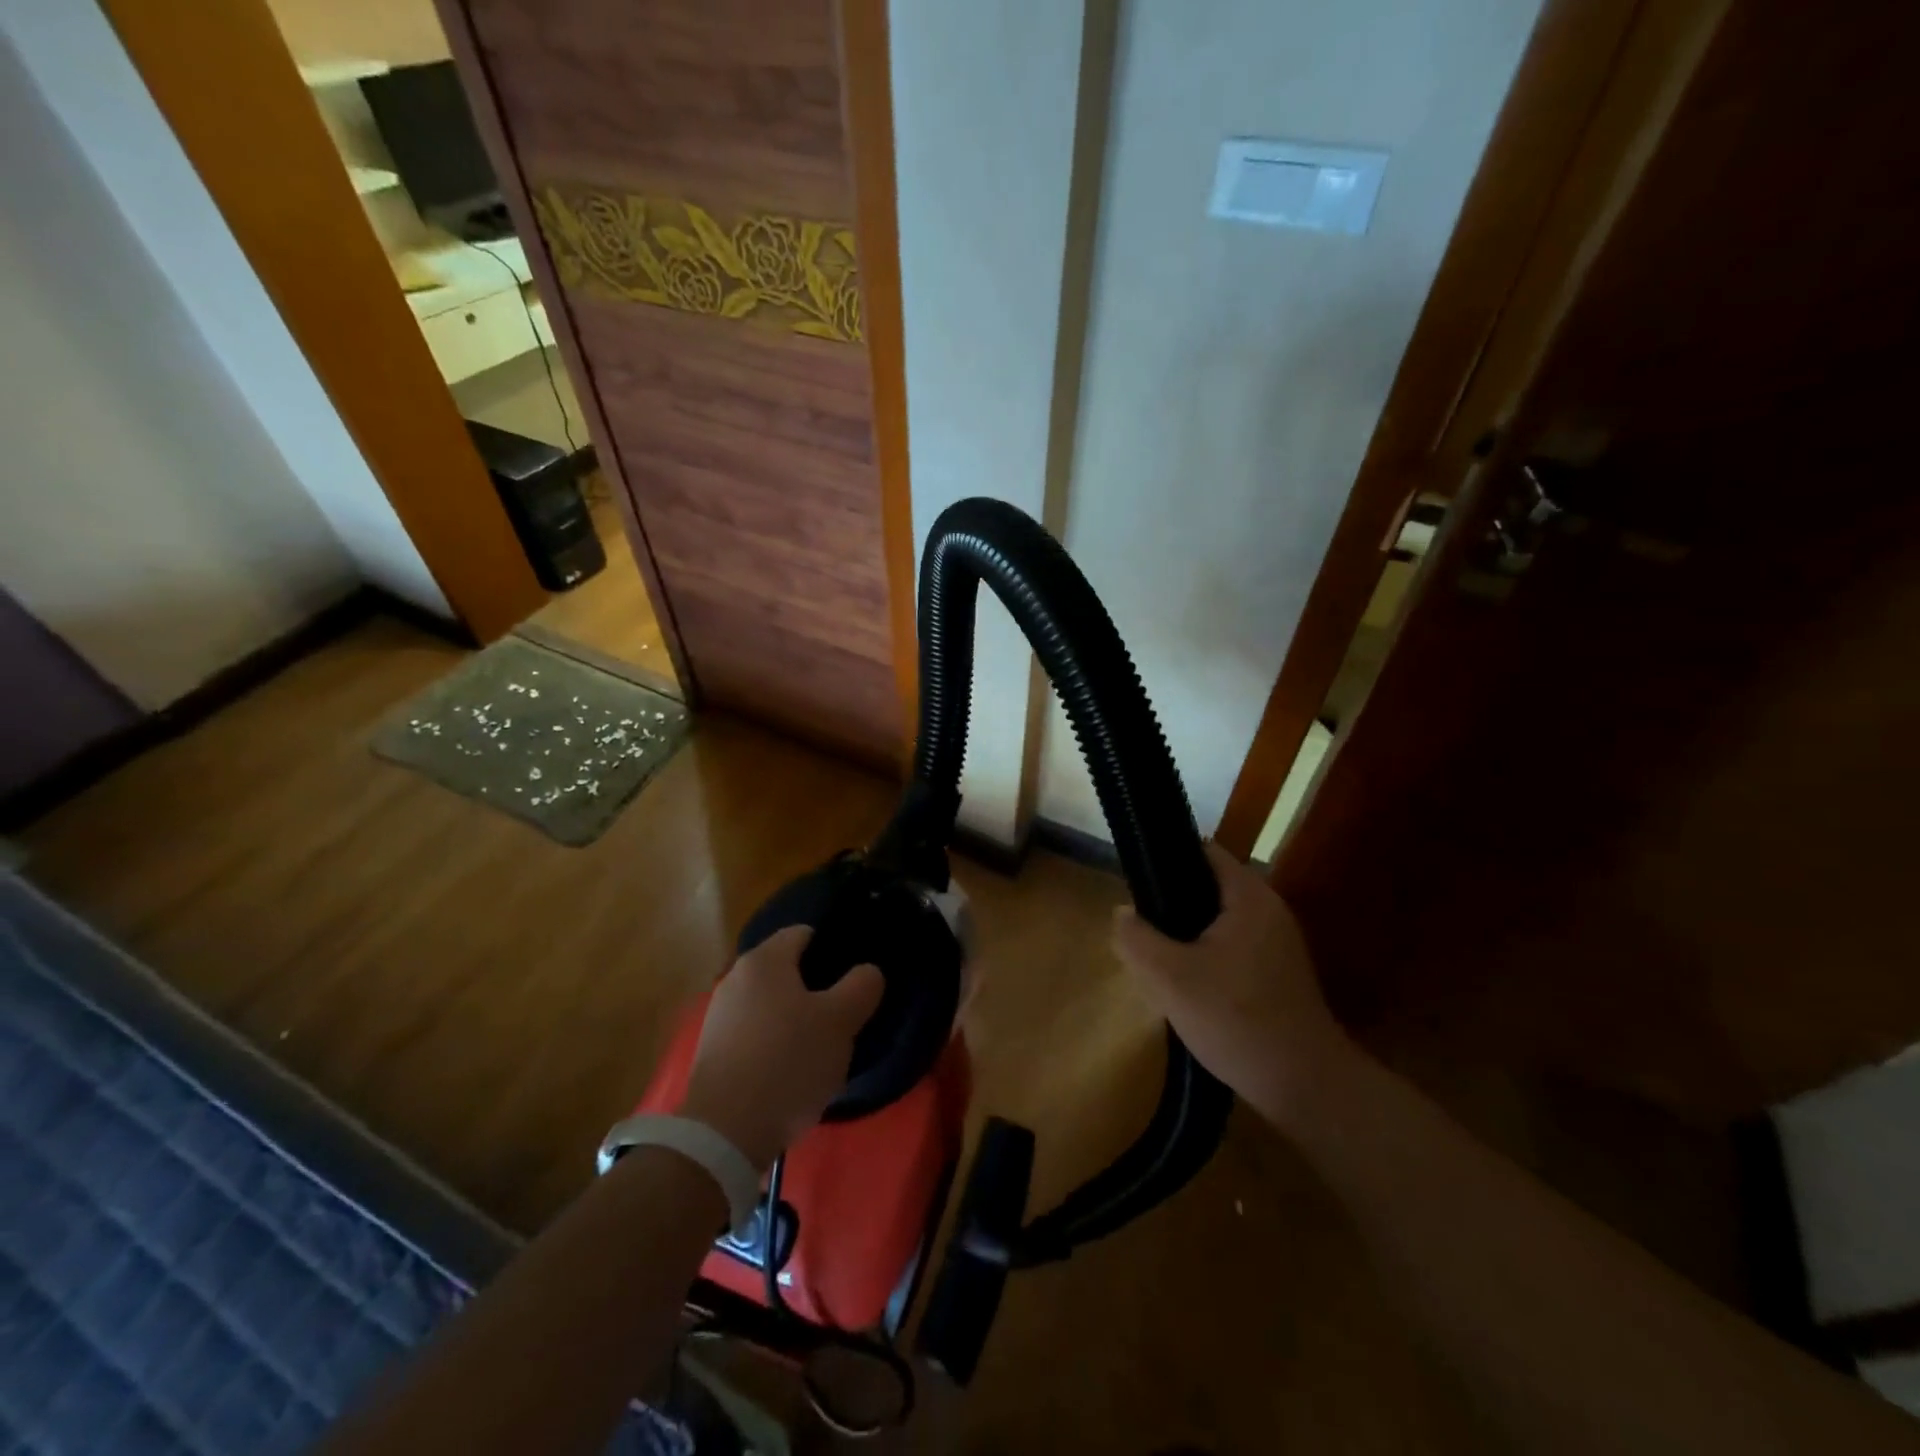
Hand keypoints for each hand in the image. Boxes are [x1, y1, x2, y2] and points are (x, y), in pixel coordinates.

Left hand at [679, 926, 884, 1169]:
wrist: (724, 1134)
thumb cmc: (788, 1063)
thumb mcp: (841, 1022)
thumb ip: (861, 986)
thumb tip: (868, 971)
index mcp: (765, 960)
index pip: (804, 933)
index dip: (833, 949)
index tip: (854, 977)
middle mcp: (736, 977)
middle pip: (786, 969)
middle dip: (816, 986)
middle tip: (844, 1013)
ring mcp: (719, 1015)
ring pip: (771, 1003)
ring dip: (795, 1017)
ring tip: (821, 1046)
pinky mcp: (712, 1051)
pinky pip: (755, 1032)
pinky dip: (774, 1042)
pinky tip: (791, 1069)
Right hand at [1113, 842, 1351, 1124]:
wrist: (1305, 1086)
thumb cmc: (1236, 1020)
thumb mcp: (1169, 978)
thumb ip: (1136, 938)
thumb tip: (1122, 913)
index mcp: (1249, 897)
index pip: (1203, 852)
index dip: (1166, 859)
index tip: (1136, 884)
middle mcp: (1269, 910)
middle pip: (1208, 888)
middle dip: (1172, 906)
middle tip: (1142, 931)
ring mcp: (1279, 943)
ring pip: (1218, 923)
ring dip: (1188, 937)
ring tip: (1159, 961)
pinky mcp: (1280, 974)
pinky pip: (1233, 949)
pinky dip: (1208, 958)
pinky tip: (1189, 988)